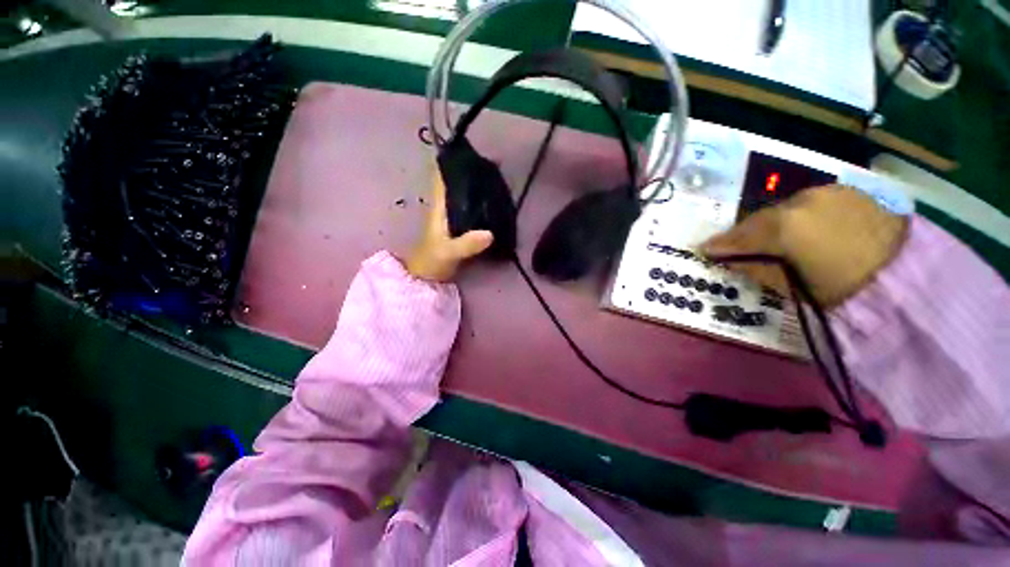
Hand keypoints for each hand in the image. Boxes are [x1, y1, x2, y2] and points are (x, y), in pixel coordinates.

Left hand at [405, 170, 493, 281]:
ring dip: (475, 190)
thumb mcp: (448, 252)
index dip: (448, 164)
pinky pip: (470, 213)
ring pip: (463, 199)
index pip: (441, 180)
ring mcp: (452, 222)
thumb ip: (466, 244)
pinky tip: (492, 206)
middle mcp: (445, 211)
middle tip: (489, 166)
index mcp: (439, 209)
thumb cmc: (432, 262)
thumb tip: (490, 233)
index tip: (463, 150)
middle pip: (455, 187)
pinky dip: (479, 207)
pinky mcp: (459, 232)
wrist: (427, 280)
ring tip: (495, 181)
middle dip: (468, 175)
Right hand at [701, 185, 908, 307]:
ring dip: (778, 221)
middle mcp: (803, 200)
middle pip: (765, 216)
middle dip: (749, 231)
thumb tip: (730, 260)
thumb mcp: (789, 286)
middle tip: (739, 245)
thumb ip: (754, 268)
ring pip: (791, 206)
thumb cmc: (842, 290)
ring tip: (777, 237)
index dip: (722, 243)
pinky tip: (811, 227)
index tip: (706, 249)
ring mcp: (831, 192)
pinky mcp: (854, 192)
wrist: (909, 280)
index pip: (741, 234)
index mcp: (784, 225)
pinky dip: (806, 214)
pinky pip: (817, 202)